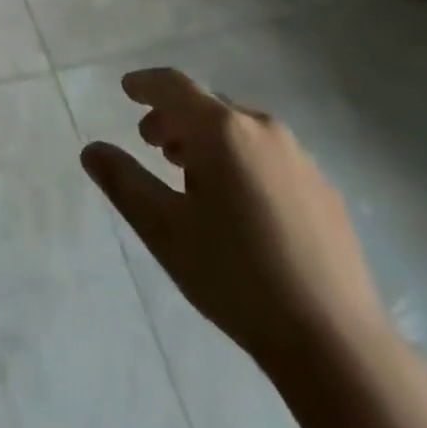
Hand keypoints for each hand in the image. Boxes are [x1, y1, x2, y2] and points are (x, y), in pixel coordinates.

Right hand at [81, 68, 388, 371]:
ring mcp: (300, 159)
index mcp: (222, 130)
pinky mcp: (324, 190)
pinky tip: (239, 205)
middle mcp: (263, 129)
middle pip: (208, 107)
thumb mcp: (164, 230)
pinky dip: (241, 161)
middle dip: (175, 118)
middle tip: (152, 144)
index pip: (175, 86)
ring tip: (190, 175)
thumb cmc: (236, 276)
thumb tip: (92, 149)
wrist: (334, 343)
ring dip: (208, 140)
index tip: (127, 89)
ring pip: (240, 131)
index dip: (146, 85)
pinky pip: (269, 156)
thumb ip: (123, 182)